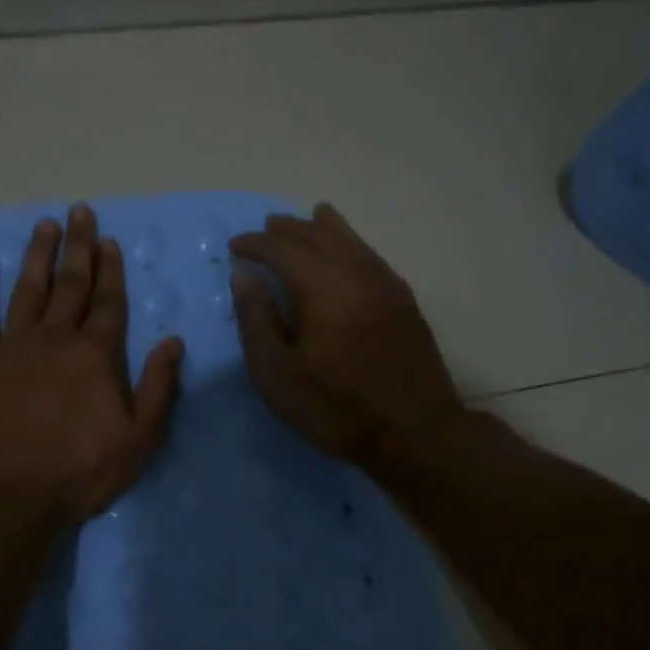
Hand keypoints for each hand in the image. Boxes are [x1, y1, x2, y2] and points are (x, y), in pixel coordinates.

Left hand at [0, 204, 185, 526]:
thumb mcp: (139, 438)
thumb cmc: (79, 471)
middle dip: (78, 247)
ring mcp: (11, 346)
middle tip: (79, 211)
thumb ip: (159, 386)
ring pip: (27, 289)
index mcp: (96, 355)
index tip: (109, 241)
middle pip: (70, 284)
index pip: (108, 302)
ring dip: (37, 254)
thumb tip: (173, 340)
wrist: (7, 495)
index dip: (111, 270)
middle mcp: (55, 338)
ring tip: (45, 224)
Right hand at [229, 203, 464, 476]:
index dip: (255, 244)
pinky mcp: (404, 300)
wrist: (415, 432)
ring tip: (308, 217)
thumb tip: (244, 276)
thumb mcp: (278, 373)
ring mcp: (386, 284)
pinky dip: (351, 242)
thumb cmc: (336, 407)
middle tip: (266, 228)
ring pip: (351, 240)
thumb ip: (257, 320)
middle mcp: (356, 273)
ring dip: (323, 227)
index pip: (282, 249)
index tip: (235, 246)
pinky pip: (371, 255)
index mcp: (322, 287)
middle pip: (318, 236)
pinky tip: (347, 249)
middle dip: (288, 229)